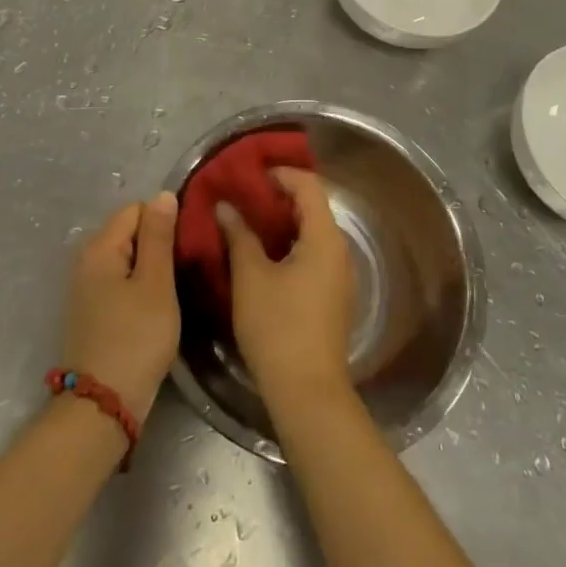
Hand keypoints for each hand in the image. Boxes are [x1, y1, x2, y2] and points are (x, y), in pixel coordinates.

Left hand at [62, 192, 180, 425]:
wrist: (103, 407)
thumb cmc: (135, 340)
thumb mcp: (155, 284)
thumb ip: (158, 236)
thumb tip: (163, 194)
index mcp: (100, 247)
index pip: (137, 209)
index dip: (165, 221)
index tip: (188, 245)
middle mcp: (87, 260)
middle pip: (131, 232)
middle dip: (159, 243)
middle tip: (187, 267)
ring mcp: (87, 287)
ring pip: (128, 258)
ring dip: (152, 267)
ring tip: (178, 286)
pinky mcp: (93, 310)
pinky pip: (121, 281)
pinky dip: (140, 286)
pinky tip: (158, 305)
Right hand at [214, 167, 353, 405]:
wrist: (307, 392)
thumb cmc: (278, 327)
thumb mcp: (250, 277)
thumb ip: (239, 235)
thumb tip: (226, 207)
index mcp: (325, 238)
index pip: (309, 185)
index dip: (280, 174)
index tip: (249, 175)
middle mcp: (339, 251)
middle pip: (312, 207)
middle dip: (277, 198)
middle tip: (242, 197)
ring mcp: (339, 276)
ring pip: (312, 233)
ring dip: (282, 223)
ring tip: (246, 224)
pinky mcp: (333, 298)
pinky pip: (313, 255)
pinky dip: (289, 246)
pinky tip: (262, 257)